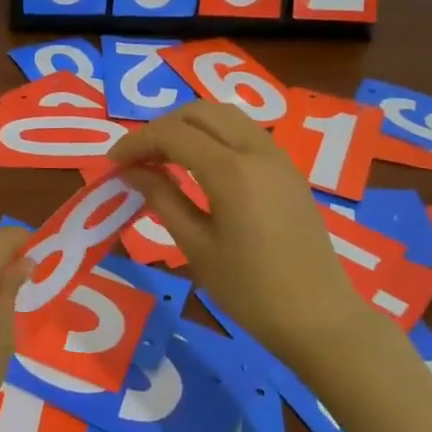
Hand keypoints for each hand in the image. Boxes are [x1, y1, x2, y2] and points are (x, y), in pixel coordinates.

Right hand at [110, 101, 371, 367]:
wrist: (319, 318)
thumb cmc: (250, 291)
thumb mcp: (196, 247)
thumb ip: (162, 199)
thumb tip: (131, 170)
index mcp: (230, 171)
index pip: (172, 134)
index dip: (136, 142)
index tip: (112, 162)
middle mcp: (256, 150)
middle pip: (198, 112)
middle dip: (161, 127)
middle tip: (137, 158)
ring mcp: (277, 156)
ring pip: (224, 115)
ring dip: (189, 126)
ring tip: (164, 157)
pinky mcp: (288, 169)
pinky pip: (244, 132)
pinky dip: (214, 135)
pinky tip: (199, 164)